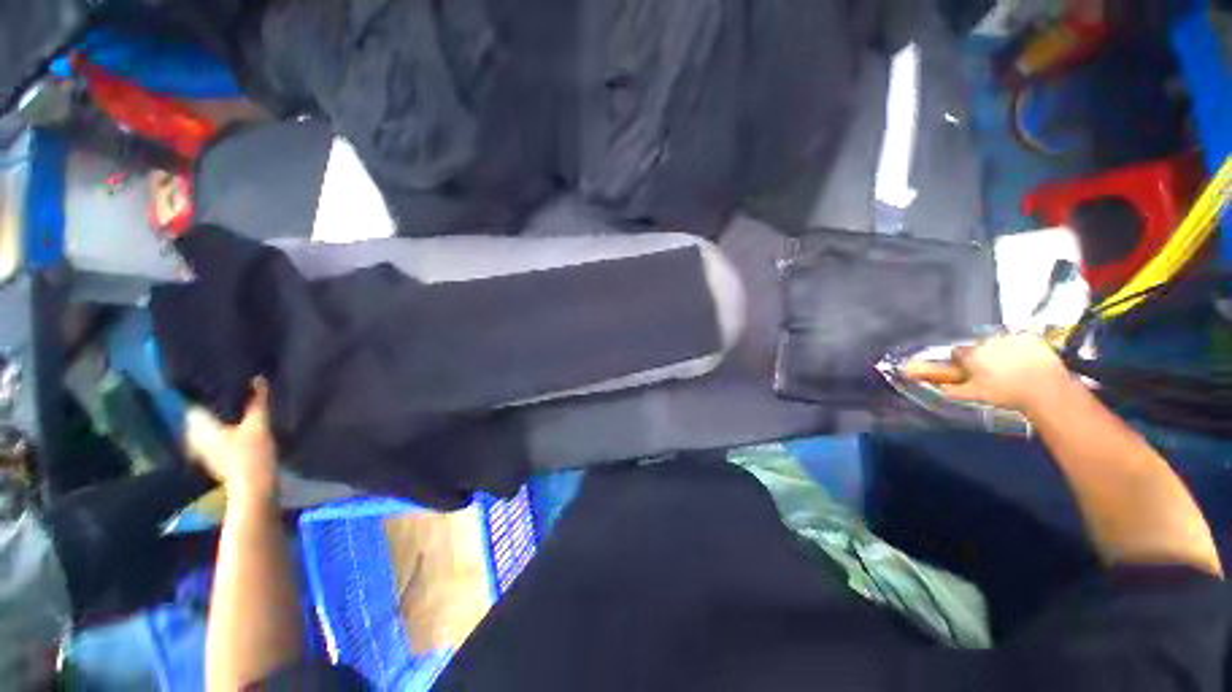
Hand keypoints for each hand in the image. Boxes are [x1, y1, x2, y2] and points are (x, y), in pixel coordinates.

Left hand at [187, 380, 277, 506]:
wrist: (253, 488)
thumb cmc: (251, 454)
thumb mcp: (258, 424)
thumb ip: (258, 401)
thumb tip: (258, 378)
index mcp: (198, 425)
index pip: (193, 401)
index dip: (203, 390)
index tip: (216, 379)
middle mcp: (194, 436)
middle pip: (201, 414)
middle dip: (214, 403)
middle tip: (233, 390)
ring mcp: (203, 450)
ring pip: (208, 426)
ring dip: (220, 417)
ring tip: (238, 406)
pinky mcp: (215, 458)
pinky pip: (215, 436)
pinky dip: (225, 429)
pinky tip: (239, 425)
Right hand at [901, 333, 1070, 412]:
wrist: (1046, 390)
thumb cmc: (1006, 393)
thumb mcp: (975, 396)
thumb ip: (951, 390)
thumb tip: (933, 386)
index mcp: (971, 355)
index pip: (957, 352)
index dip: (961, 361)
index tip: (968, 369)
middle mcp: (986, 342)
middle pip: (978, 346)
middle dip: (982, 355)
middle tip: (992, 371)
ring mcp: (1010, 337)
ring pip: (999, 342)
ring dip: (1001, 350)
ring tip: (1012, 366)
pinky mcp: (1030, 337)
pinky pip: (1020, 338)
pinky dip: (1021, 346)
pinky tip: (1027, 358)